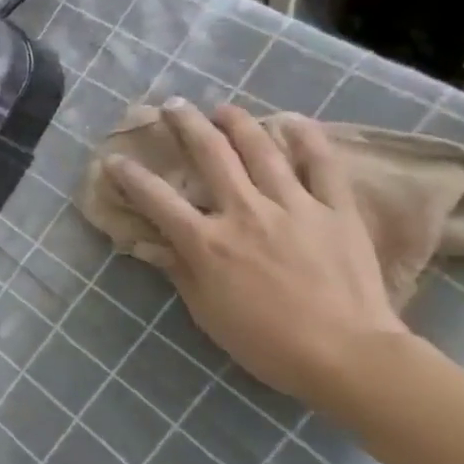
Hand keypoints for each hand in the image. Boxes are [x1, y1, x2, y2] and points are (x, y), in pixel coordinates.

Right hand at [105, 99, 405, 404]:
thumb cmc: (266, 343)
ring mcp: (293, 207)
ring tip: (222, 107)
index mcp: (207, 242)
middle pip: (210, 155)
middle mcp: (244, 212)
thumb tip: (152, 245)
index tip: (114, 159)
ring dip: (237, 123)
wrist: (349, 358)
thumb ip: (179, 271)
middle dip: (185, 124)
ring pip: (261, 150)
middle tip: (172, 105)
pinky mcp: (336, 211)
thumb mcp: (207, 312)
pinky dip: (308, 139)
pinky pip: (322, 166)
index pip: (155, 198)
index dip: (129, 175)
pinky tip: (293, 120)